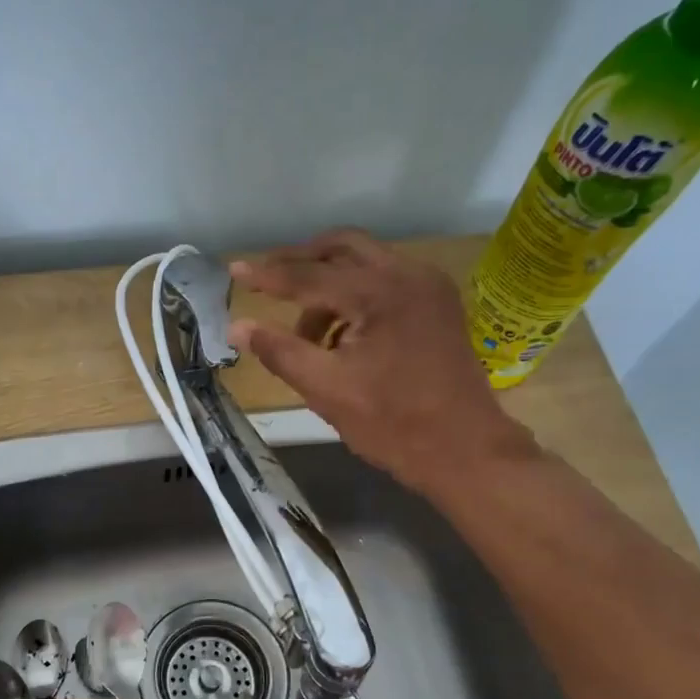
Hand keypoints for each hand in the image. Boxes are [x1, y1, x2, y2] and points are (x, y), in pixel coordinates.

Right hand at [227, 229, 538, 496]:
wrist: (465, 451)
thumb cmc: (393, 424)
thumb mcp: (326, 389)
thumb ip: (279, 351)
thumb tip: (237, 326)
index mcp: (380, 292)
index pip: (310, 275)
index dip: (268, 275)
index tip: (234, 270)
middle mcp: (409, 275)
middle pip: (343, 247)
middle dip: (301, 261)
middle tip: (267, 282)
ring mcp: (429, 287)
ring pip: (365, 262)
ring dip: (328, 284)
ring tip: (304, 333)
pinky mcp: (438, 305)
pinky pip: (386, 281)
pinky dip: (354, 295)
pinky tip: (340, 335)